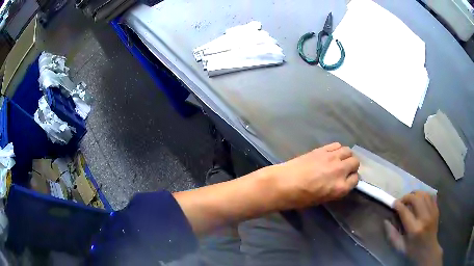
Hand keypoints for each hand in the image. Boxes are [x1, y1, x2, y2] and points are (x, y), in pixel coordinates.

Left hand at [272, 142, 359, 208]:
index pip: (355, 179)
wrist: (283, 184)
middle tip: (344, 169)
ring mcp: (332, 158)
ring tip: (339, 160)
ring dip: (346, 156)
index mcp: (340, 188)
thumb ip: (336, 189)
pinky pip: (336, 145)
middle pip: (355, 162)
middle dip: (351, 166)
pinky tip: (331, 154)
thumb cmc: (300, 198)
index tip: (347, 179)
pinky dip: (337, 149)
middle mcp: (340, 171)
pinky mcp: (322, 149)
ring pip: (348, 151)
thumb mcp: (323, 199)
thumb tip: (341, 182)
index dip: (351, 179)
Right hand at [385, 191, 442, 265]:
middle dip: (407, 197)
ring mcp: (432, 212)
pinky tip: (420, 199)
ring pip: (424, 194)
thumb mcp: (400, 247)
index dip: (398, 205)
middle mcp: (424, 218)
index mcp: (414, 229)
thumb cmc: (413, 250)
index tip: (393, 203)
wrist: (428, 250)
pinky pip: (431, 196)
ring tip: (410, 198)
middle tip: (402, 200)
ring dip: (416, 194)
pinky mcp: (436, 209)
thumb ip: (392, 235)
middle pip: (416, 199)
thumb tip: (386, 221)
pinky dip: (424, 195)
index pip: (405, 212)